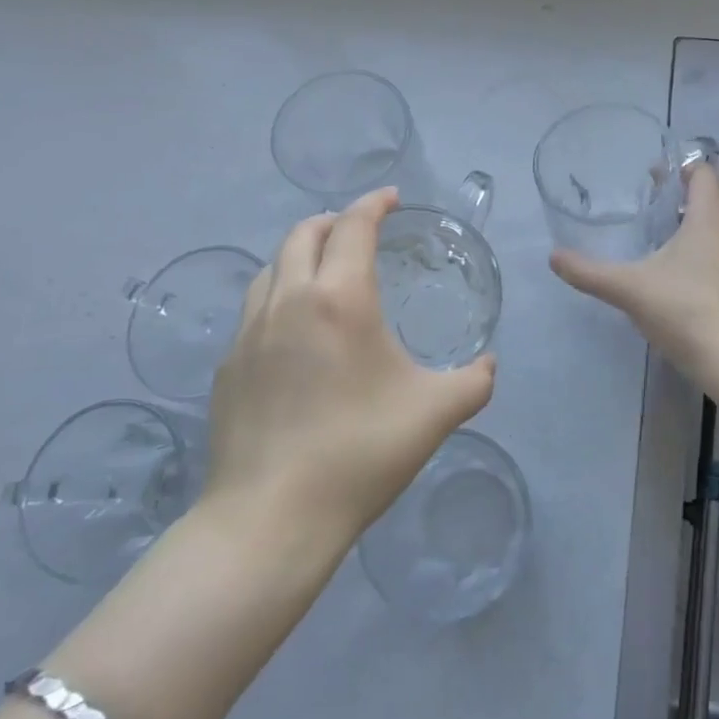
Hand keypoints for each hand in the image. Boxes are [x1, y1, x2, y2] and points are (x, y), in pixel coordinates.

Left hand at [200, 188, 494, 542]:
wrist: (270, 519)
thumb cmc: (360, 453)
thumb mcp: (436, 413)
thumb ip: (475, 381)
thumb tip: (489, 364)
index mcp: (340, 298)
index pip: (354, 226)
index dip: (375, 204)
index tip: (392, 199)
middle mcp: (288, 301)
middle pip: (303, 233)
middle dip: (334, 220)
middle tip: (360, 230)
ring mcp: (249, 333)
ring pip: (271, 267)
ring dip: (300, 254)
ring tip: (324, 272)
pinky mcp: (228, 367)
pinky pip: (254, 310)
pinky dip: (279, 296)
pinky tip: (295, 332)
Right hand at [550, 162, 718, 369]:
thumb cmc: (683, 310)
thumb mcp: (628, 288)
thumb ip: (589, 272)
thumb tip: (554, 257)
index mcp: (708, 219)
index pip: (705, 175)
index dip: (684, 168)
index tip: (656, 174)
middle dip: (702, 185)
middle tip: (670, 193)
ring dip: (710, 211)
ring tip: (675, 222)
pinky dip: (713, 238)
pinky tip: (685, 259)